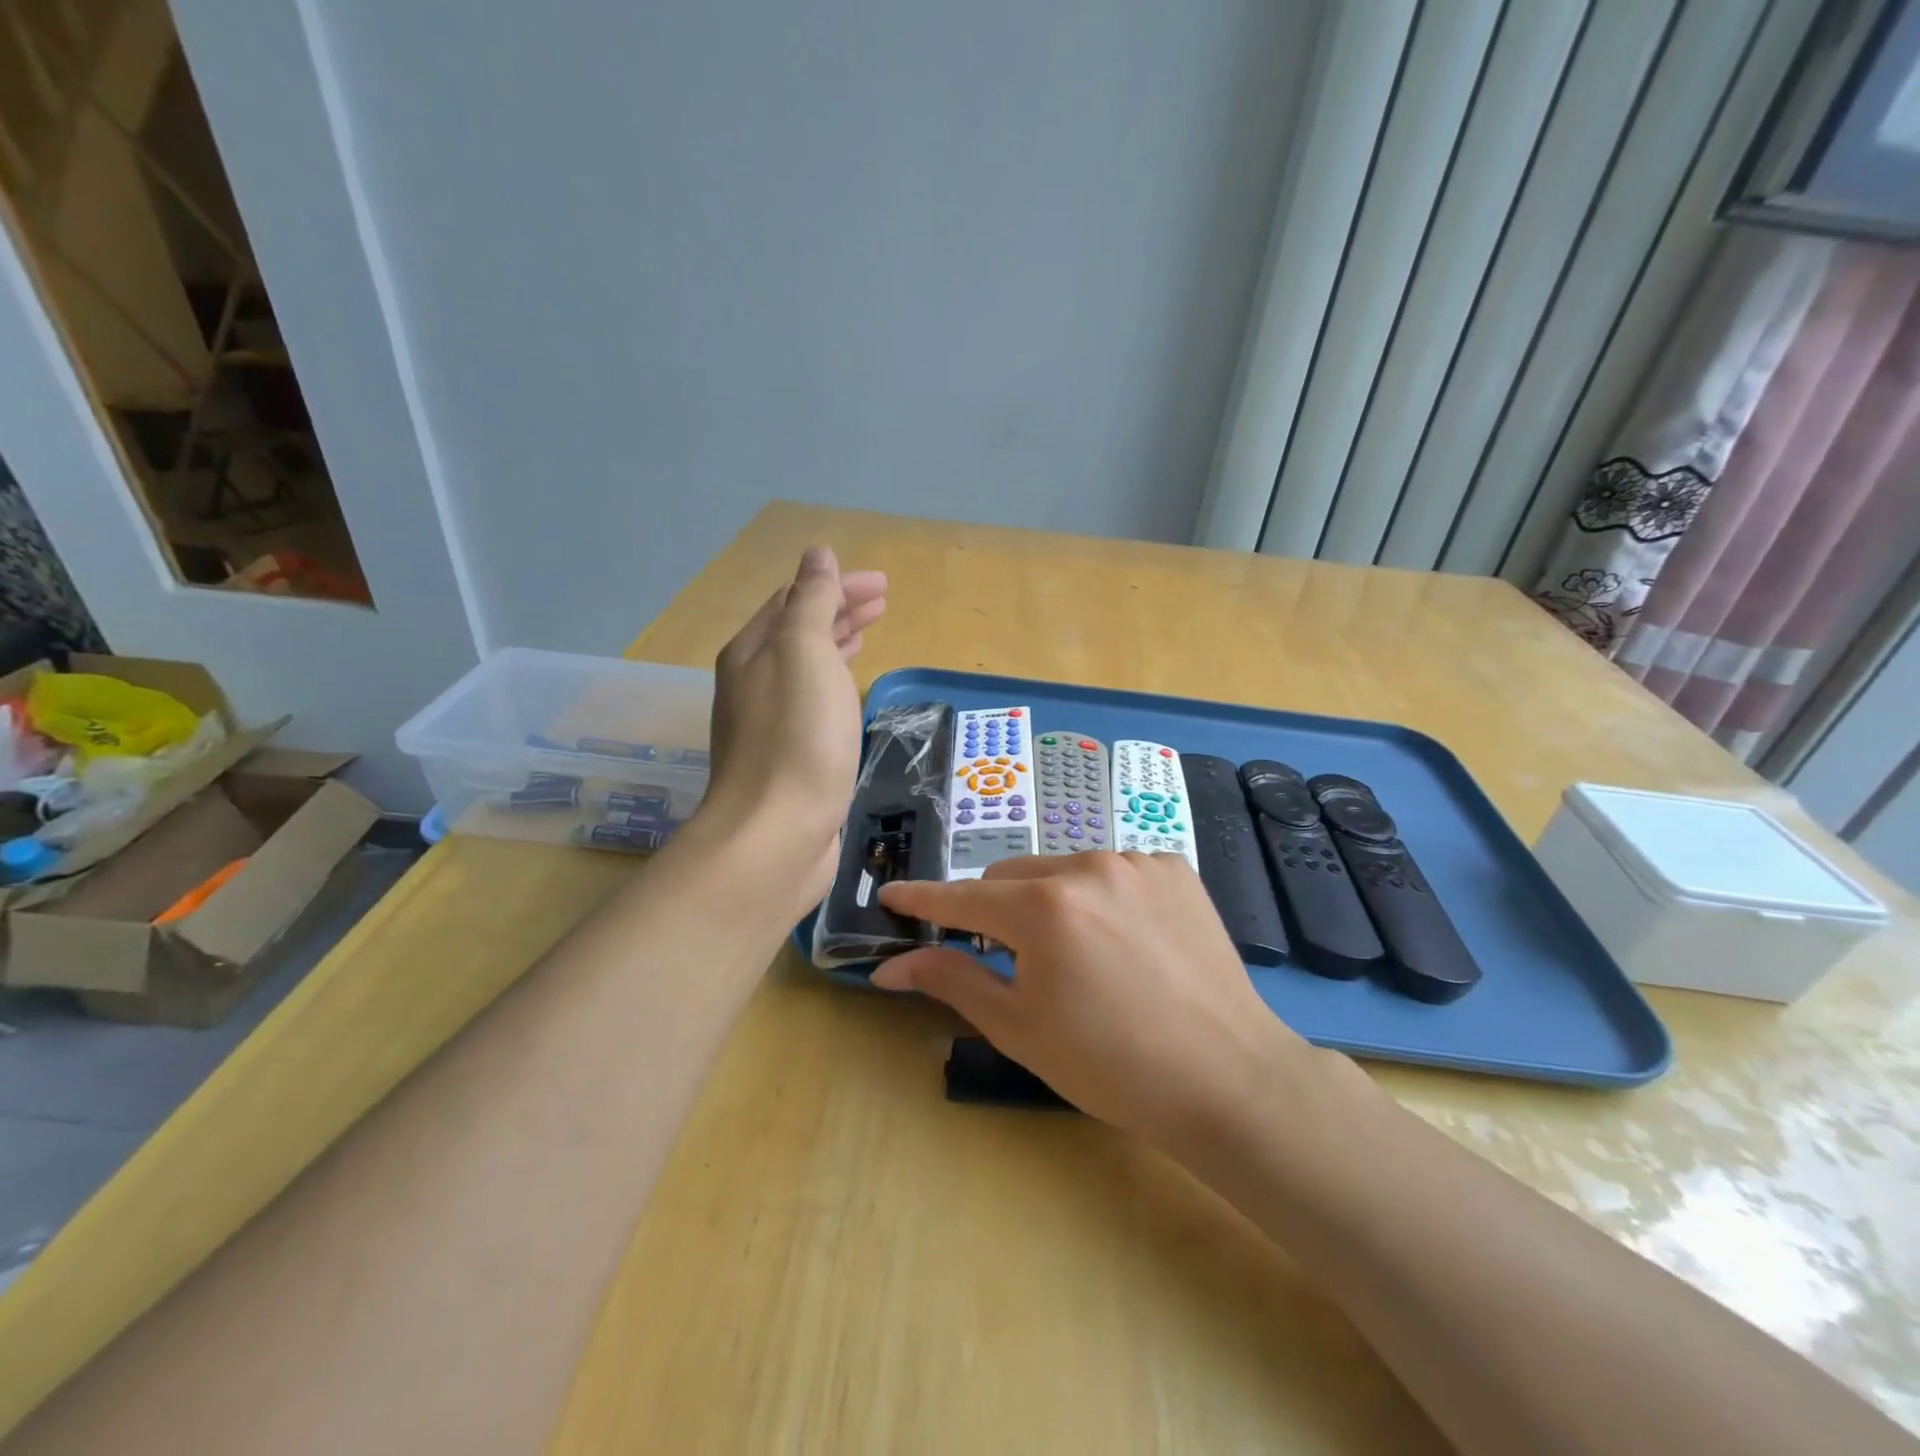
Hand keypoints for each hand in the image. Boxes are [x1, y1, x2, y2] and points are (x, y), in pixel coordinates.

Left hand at [695, 546, 885, 915]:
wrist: (776, 835)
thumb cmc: (797, 738)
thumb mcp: (805, 654)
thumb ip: (811, 601)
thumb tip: (816, 555)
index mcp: (753, 652)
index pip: (795, 600)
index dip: (837, 585)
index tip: (882, 585)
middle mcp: (754, 683)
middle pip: (798, 632)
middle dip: (839, 610)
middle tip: (883, 602)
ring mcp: (768, 725)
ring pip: (806, 669)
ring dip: (837, 644)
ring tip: (869, 635)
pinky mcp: (787, 760)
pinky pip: (813, 705)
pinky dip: (835, 685)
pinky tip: (850, 694)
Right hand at [873, 853, 1313, 1143]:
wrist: (1228, 1078)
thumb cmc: (1111, 1066)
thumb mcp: (1020, 1028)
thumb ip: (952, 980)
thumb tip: (890, 965)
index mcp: (1042, 908)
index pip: (961, 896)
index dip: (922, 898)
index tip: (893, 895)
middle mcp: (1086, 866)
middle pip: (1011, 877)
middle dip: (995, 912)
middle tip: (1013, 961)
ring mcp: (1135, 860)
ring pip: (1062, 869)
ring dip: (1050, 902)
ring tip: (1080, 957)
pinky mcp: (1173, 867)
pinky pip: (1112, 870)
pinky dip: (1100, 897)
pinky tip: (1126, 942)